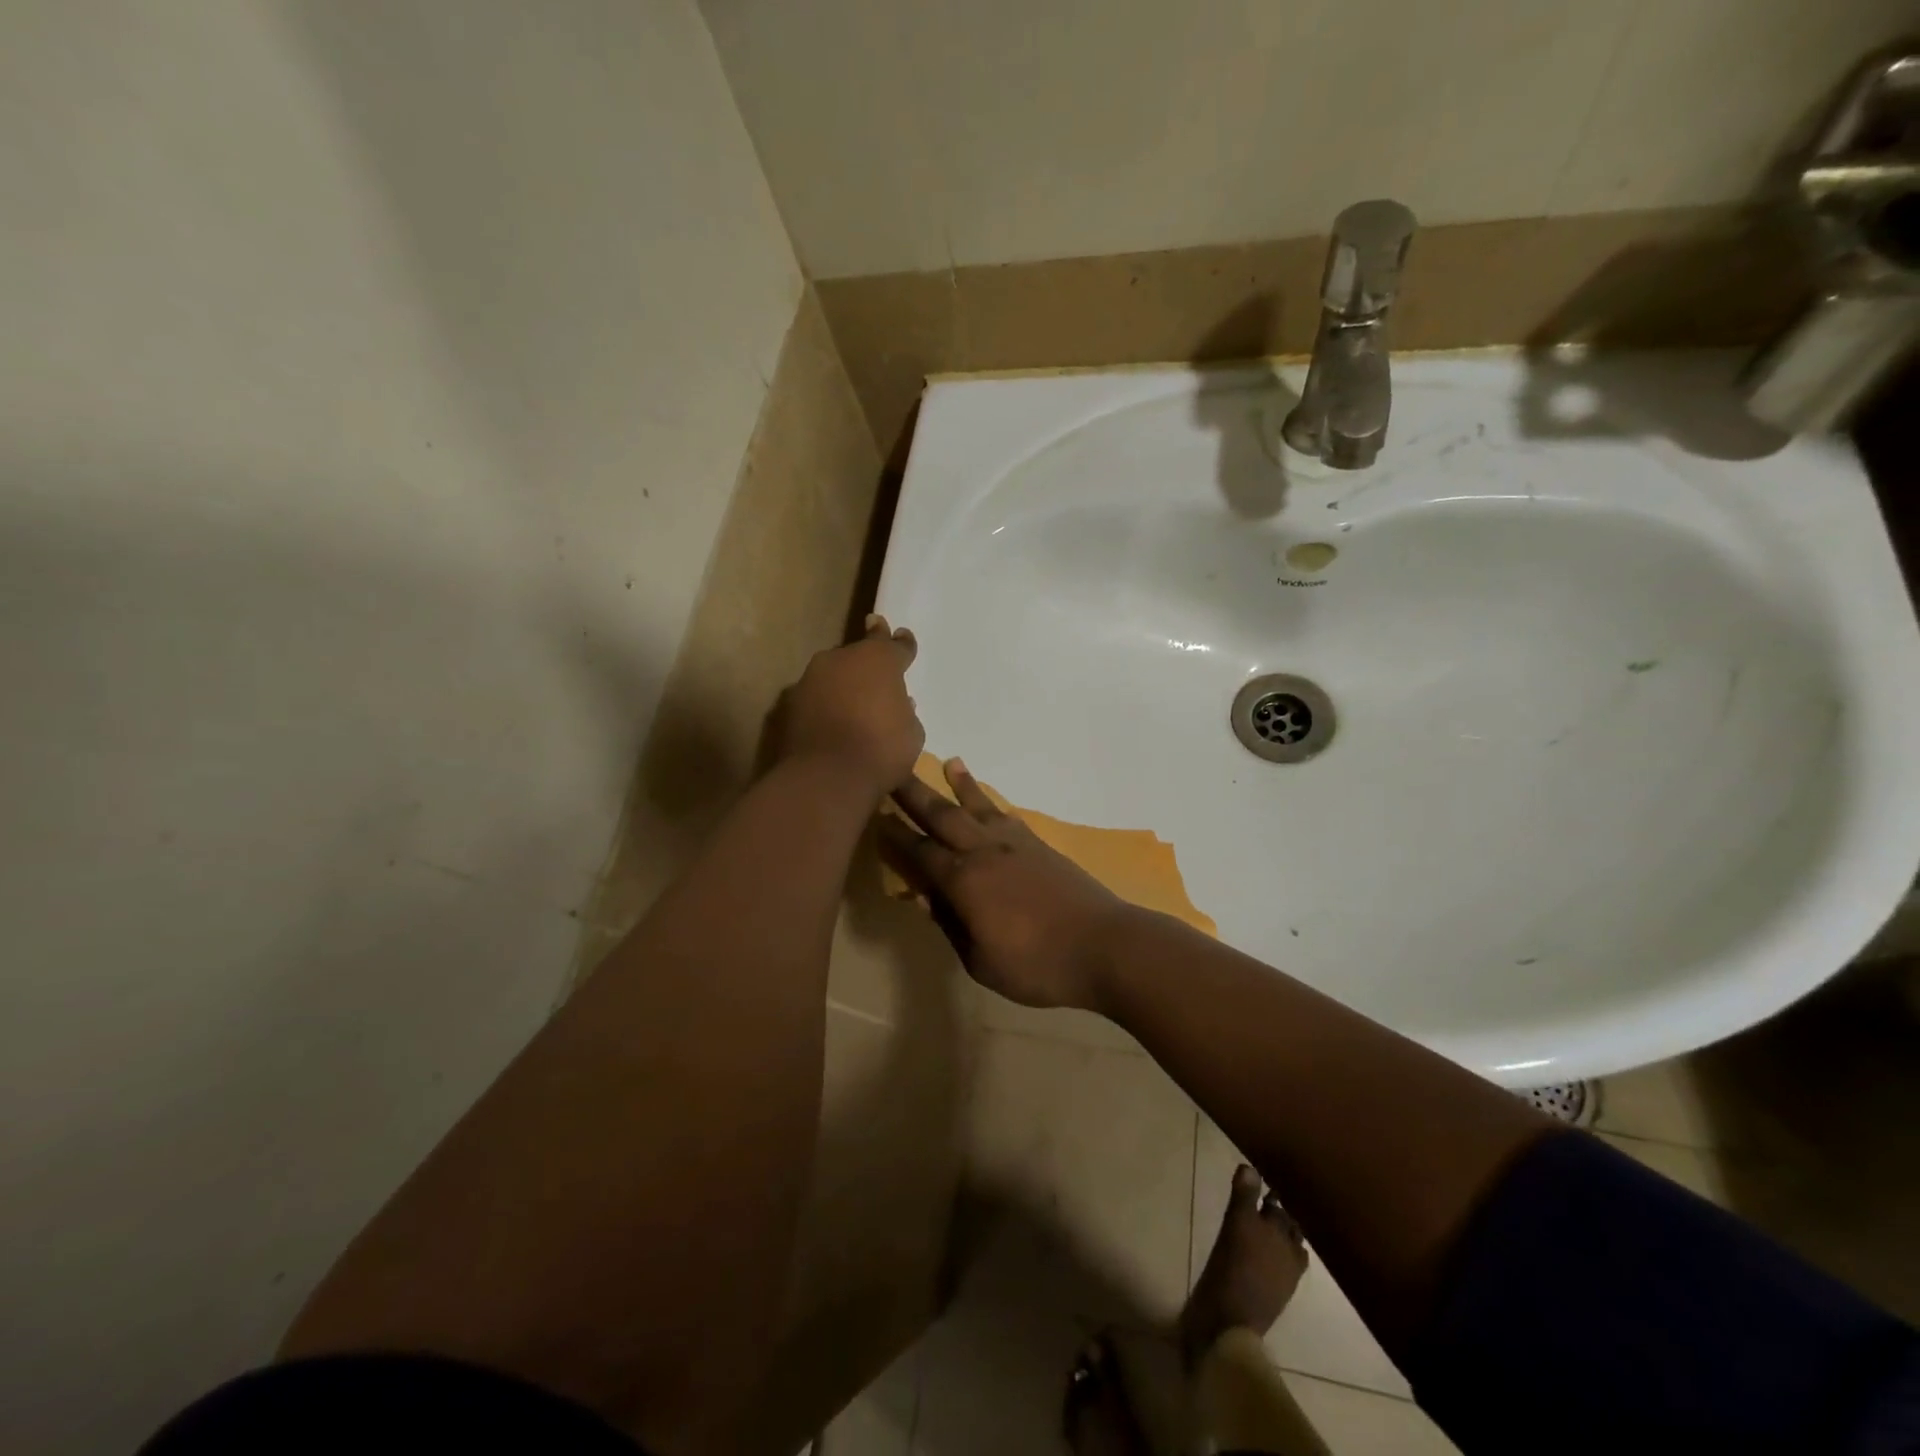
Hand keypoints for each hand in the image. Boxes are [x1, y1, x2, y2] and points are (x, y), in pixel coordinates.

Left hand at [773, 615, 923, 797]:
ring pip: (833, 673)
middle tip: (874, 674)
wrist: (826, 776)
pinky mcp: (790, 701)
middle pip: (859, 654)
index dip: (902, 644)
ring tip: (852, 704)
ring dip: (843, 684)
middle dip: (867, 663)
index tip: (902, 636)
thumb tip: (897, 703)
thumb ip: (904, 711)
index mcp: (879, 659)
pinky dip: (824, 704)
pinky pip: (815, 696)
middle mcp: (842, 658)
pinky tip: (830, 721)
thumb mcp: (911, 733)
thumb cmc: (881, 750)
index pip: (894, 645)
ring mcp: (811, 678)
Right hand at [879, 758, 1138, 1010]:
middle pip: (942, 815)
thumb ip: (951, 925)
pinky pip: (1007, 816)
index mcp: (964, 881)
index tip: (873, 815)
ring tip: (948, 761)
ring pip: (978, 807)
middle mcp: (984, 851)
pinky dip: (993, 804)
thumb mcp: (981, 961)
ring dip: (959, 785)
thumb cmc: (1037, 965)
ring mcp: (1015, 844)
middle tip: (892, 770)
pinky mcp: (1040, 846)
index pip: (919, 851)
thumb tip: (925, 897)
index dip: (894, 835)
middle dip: (914, 793)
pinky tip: (990, 802)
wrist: (1104, 946)